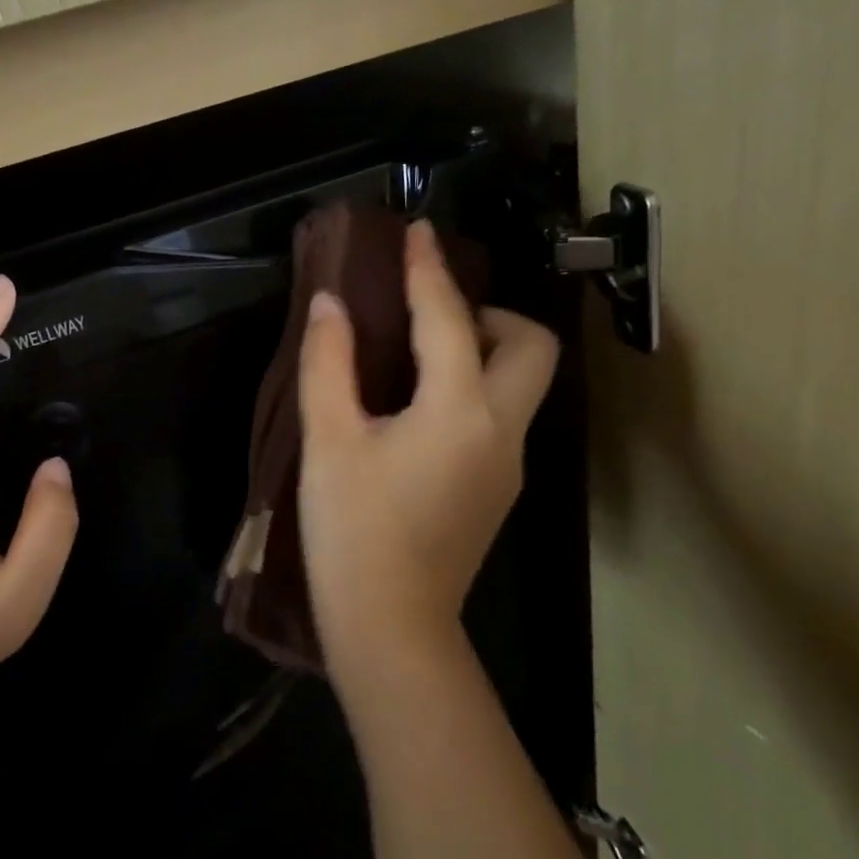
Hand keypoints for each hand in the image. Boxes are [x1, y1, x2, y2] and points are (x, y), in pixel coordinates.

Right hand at [296, 220, 559, 686]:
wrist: (391, 627)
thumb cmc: (353, 529)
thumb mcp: (329, 439)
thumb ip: (328, 362)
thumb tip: (330, 303)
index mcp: (459, 409)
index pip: (449, 318)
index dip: (429, 269)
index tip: (419, 232)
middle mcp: (501, 429)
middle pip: (530, 345)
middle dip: (488, 314)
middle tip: (429, 317)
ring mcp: (508, 463)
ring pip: (520, 382)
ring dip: (482, 350)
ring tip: (417, 356)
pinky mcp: (497, 488)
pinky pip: (500, 414)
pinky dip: (473, 388)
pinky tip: (418, 408)